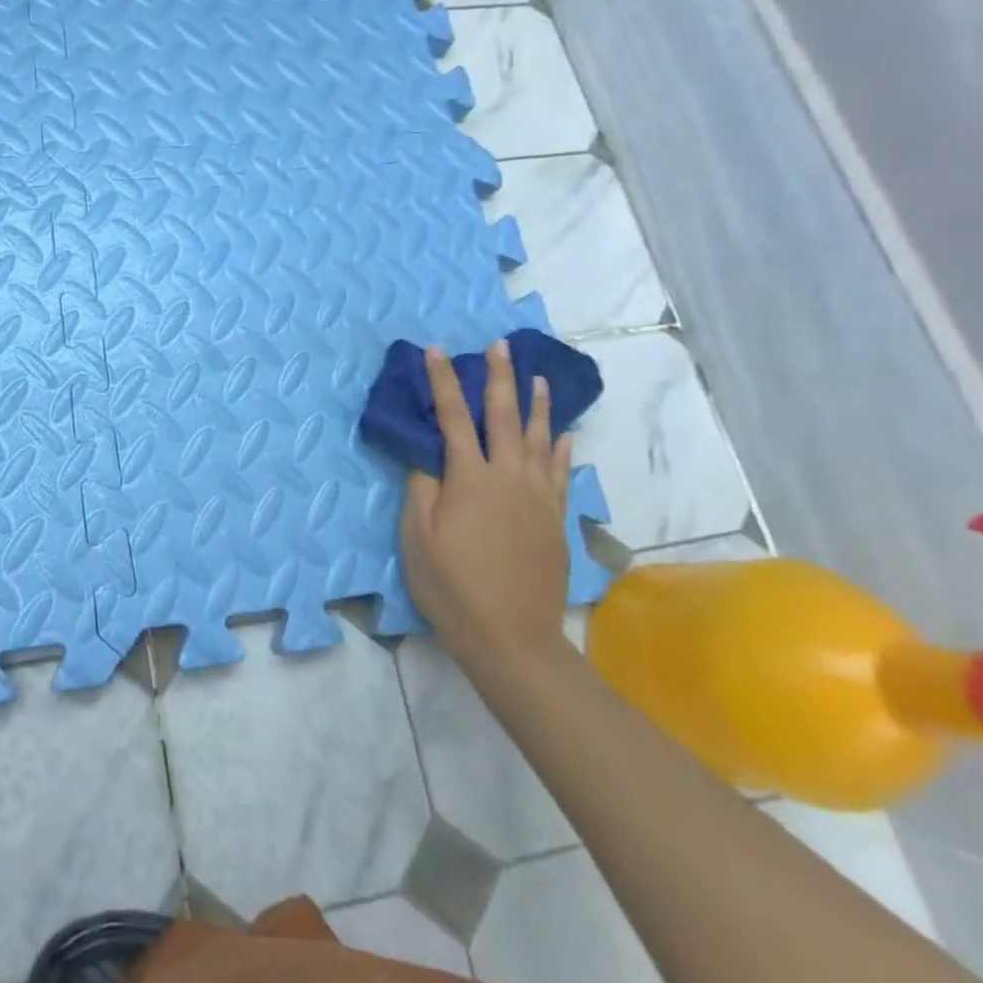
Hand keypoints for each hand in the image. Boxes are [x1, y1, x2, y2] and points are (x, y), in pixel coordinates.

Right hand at [401, 340, 572, 662]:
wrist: (511, 635)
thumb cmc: (451, 585)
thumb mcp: (417, 536)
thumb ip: (422, 488)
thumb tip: (428, 456)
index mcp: (469, 478)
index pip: (453, 417)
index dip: (443, 382)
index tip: (437, 351)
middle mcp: (509, 477)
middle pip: (505, 417)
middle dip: (500, 378)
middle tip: (501, 346)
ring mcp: (537, 497)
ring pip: (542, 439)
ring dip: (539, 405)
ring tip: (539, 378)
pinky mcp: (554, 519)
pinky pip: (562, 473)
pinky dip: (563, 448)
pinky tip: (565, 434)